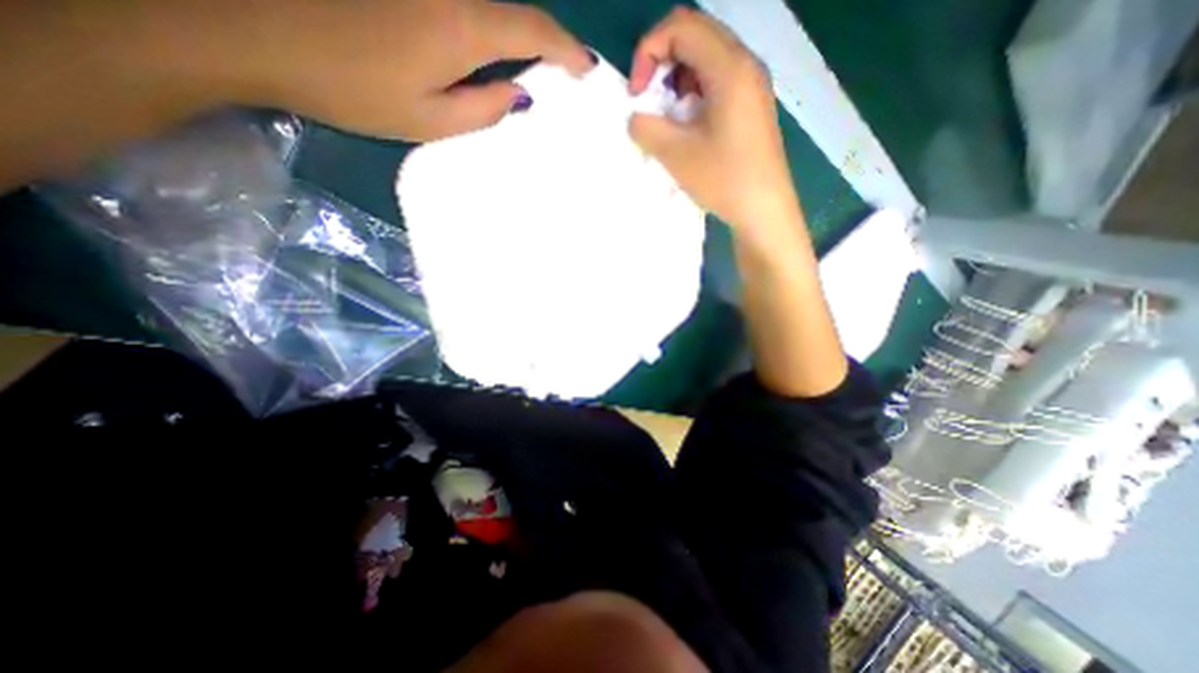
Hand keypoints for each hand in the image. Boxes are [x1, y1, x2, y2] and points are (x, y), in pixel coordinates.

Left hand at [236, 0, 591, 138]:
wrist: (255, 29)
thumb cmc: (353, 90)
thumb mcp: (430, 121)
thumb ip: (485, 109)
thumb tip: (521, 94)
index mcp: (461, 27)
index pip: (533, 30)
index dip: (566, 49)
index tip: (586, 66)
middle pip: (512, 10)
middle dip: (542, 41)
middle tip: (558, 70)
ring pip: (487, 5)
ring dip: (513, 32)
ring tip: (525, 64)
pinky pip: (461, 4)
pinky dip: (482, 24)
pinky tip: (482, 47)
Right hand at [627, 7, 793, 228]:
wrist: (763, 210)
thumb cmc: (723, 180)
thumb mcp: (676, 154)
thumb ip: (646, 127)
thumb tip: (636, 116)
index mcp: (730, 67)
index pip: (681, 27)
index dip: (648, 52)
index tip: (637, 93)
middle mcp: (745, 64)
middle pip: (695, 36)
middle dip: (661, 63)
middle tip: (648, 100)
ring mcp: (752, 84)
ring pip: (706, 59)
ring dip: (677, 80)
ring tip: (666, 116)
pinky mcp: (752, 104)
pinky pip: (717, 81)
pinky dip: (693, 93)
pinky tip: (687, 124)